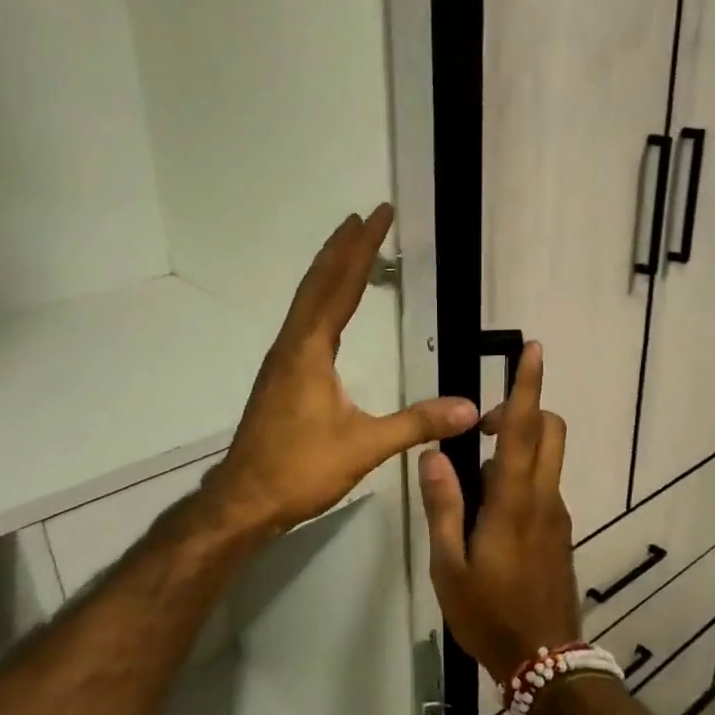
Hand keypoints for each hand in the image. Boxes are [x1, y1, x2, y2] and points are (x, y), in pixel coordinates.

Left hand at [206, 205, 477, 535]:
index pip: (340, 287)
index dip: (361, 249)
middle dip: (343, 248)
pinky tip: (329, 307)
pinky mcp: (280, 377)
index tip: (377, 215)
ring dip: (329, 269)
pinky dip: (321, 298)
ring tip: (349, 245)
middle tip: (366, 215)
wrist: (244, 499)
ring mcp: (282, 360)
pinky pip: (304, 321)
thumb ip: (416, 423)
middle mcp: (292, 345)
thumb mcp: (364, 446)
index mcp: (309, 350)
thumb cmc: (299, 469)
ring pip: (307, 301)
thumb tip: (469, 407)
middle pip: (318, 284)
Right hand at [419, 341, 579, 685]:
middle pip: (549, 431)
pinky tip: (487, 517)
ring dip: (516, 449)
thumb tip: (434, 456)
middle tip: (481, 428)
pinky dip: (519, 478)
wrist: (545, 661)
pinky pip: (542, 486)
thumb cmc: (489, 614)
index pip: (523, 429)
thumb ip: (443, 507)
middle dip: (523, 410)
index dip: (527, 385)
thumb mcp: (449, 566)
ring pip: (546, 458)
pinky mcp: (559, 532)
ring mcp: (556, 515)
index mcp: (514, 501)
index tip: (534, 349)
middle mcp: (543, 498)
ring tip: (470, 487)